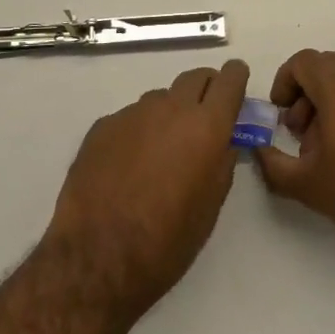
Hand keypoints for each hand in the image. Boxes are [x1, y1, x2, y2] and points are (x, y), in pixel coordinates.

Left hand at [44, 60, 249, 315]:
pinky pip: (130, 118)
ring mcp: (132, 113)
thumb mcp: (210, 207)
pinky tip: (127, 165)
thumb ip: (222, 164)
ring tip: (162, 151)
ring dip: (169, 113)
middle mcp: (170, 108)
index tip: (237, 84)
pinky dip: (137, 132)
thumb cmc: (167, 240)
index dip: (236, 77)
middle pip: (195, 77)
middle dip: (206, 89)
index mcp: (206, 126)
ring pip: (160, 98)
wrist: (97, 256)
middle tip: (205, 116)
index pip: (229, 79)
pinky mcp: (102, 126)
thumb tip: (223, 143)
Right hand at [255, 50, 334, 259]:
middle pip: (325, 68)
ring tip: (327, 145)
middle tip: (299, 132)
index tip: (280, 115)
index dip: (284, 83)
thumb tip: (258, 149)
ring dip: (329, 101)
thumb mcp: (305, 183)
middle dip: (305, 94)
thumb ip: (271, 162)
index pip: (303, 62)